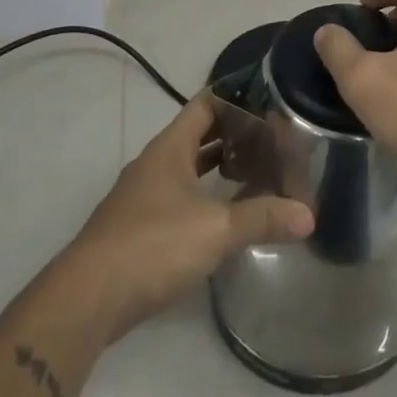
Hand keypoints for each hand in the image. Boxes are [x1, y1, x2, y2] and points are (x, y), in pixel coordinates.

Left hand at [62, 93, 314, 340]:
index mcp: (170, 148)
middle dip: (233, 134)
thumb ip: (262, 218)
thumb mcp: (215, 229)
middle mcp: (154, 165)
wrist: (86, 300)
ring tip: (256, 170)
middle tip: (272, 136)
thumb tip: (310, 215)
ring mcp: (141, 197)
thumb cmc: (152, 245)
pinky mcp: (137, 229)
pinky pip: (178, 197)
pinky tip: (223, 215)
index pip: (205, 104)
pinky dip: (203, 196)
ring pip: (186, 168)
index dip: (235, 96)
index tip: (268, 97)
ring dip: (217, 167)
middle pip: (197, 135)